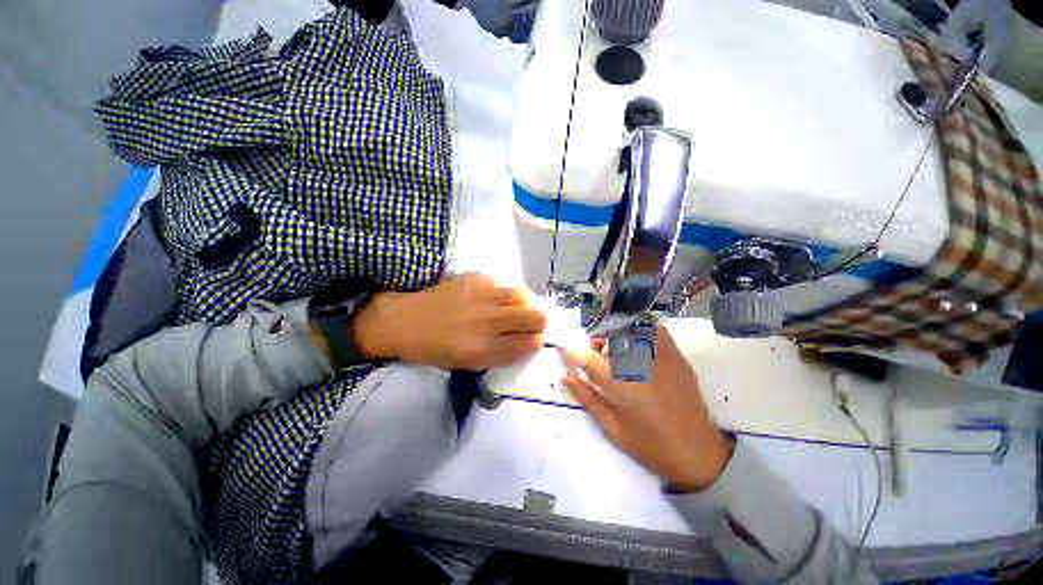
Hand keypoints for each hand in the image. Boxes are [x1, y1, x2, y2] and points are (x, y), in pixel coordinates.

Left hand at [354, 274, 545, 369]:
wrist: (406, 321)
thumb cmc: (435, 349)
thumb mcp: (468, 363)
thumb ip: (500, 355)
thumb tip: (527, 343)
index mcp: (483, 348)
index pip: (527, 343)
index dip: (537, 341)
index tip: (537, 339)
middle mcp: (487, 321)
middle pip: (533, 317)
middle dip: (539, 322)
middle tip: (532, 324)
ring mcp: (482, 296)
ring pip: (523, 295)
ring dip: (527, 304)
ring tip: (519, 308)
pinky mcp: (476, 279)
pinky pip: (504, 284)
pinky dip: (507, 293)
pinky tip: (497, 298)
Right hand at [561, 326, 732, 491]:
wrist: (699, 452)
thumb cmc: (650, 445)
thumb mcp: (611, 427)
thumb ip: (586, 397)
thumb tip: (565, 376)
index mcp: (621, 385)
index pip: (587, 357)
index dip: (571, 351)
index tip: (564, 351)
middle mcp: (640, 363)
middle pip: (609, 332)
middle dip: (595, 337)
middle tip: (595, 352)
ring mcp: (661, 356)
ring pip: (631, 326)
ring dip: (616, 332)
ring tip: (616, 349)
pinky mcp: (677, 355)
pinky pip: (654, 329)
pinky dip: (639, 330)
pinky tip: (637, 346)